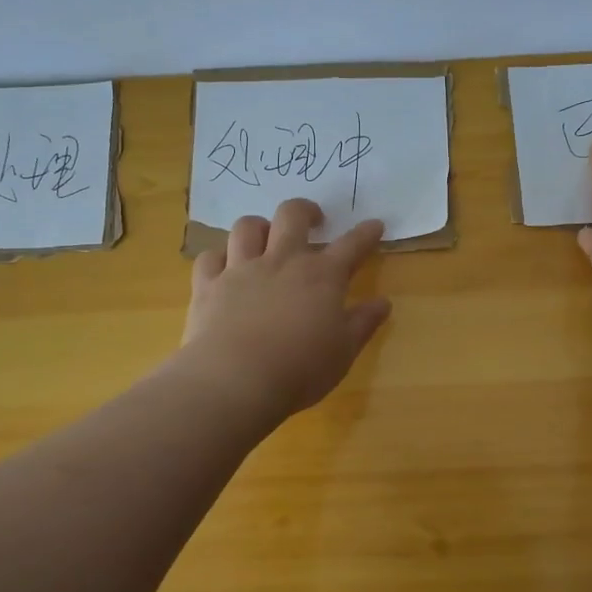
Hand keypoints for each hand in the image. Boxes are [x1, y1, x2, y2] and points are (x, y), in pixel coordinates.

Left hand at [179, 199, 391, 417]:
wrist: (236, 380)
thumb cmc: (300, 369)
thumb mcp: (344, 351)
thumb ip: (363, 323)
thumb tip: (383, 302)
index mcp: (321, 276)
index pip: (351, 245)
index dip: (365, 234)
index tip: (374, 225)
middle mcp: (281, 262)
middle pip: (292, 215)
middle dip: (305, 211)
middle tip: (312, 220)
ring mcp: (241, 270)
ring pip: (247, 227)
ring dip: (259, 227)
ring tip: (265, 237)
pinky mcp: (208, 286)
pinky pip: (210, 257)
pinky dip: (219, 258)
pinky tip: (224, 268)